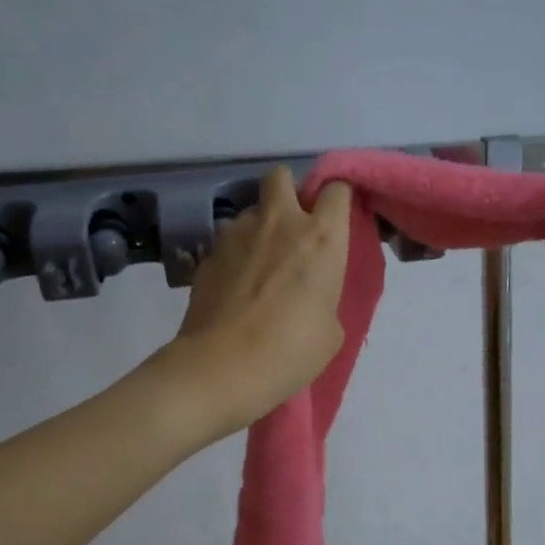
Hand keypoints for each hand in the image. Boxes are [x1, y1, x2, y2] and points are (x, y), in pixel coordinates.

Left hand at [168, 165, 352, 436]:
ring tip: (259, 264)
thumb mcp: (329, 330)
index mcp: (321, 237)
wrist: (220, 367)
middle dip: (289, 191)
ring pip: (251, 210)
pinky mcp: (208, 253)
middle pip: (282, 176)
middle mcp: (280, 222)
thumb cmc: (289, 351)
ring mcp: (237, 234)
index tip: (336, 218)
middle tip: (293, 226)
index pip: (336, 188)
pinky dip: (236, 253)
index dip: (336, 199)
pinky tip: (236, 286)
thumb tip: (306, 289)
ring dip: (259, 226)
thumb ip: (324, 295)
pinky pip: (228, 240)